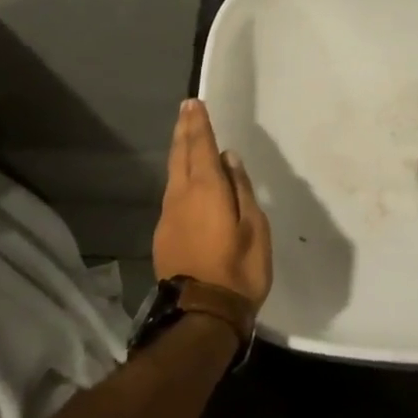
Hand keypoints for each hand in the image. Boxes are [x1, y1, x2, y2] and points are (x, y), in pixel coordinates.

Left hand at [153, 100, 271, 308]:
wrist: (202, 314)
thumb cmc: (239, 269)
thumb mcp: (255, 227)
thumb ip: (241, 189)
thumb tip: (228, 158)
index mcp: (206, 190)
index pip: (200, 147)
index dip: (198, 124)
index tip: (194, 104)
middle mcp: (181, 196)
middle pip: (180, 156)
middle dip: (184, 131)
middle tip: (186, 110)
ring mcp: (168, 216)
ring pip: (172, 175)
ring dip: (179, 153)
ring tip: (186, 139)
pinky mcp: (163, 235)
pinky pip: (172, 195)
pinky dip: (179, 178)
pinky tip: (186, 181)